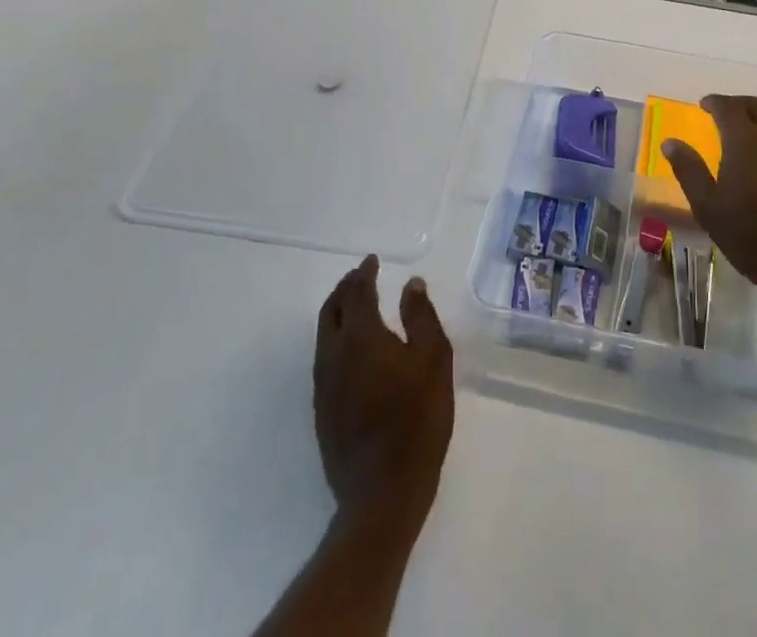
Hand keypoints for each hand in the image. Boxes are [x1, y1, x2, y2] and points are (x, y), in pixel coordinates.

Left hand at [313, 255, 454, 530]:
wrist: (382, 494)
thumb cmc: (416, 421)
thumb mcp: (434, 361)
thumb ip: (422, 317)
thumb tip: (411, 284)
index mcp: (360, 337)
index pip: (357, 293)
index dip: (364, 273)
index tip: (372, 261)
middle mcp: (333, 355)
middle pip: (331, 309)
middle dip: (345, 287)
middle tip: (362, 275)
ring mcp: (323, 385)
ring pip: (324, 334)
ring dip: (338, 311)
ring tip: (357, 304)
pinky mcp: (322, 410)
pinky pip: (324, 358)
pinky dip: (336, 337)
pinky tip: (354, 347)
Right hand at [662, 94, 756, 322]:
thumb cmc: (751, 237)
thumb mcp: (708, 207)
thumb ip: (689, 170)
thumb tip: (670, 142)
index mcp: (745, 142)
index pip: (728, 107)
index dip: (715, 102)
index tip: (703, 105)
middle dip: (737, 104)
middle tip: (723, 112)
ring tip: (746, 130)